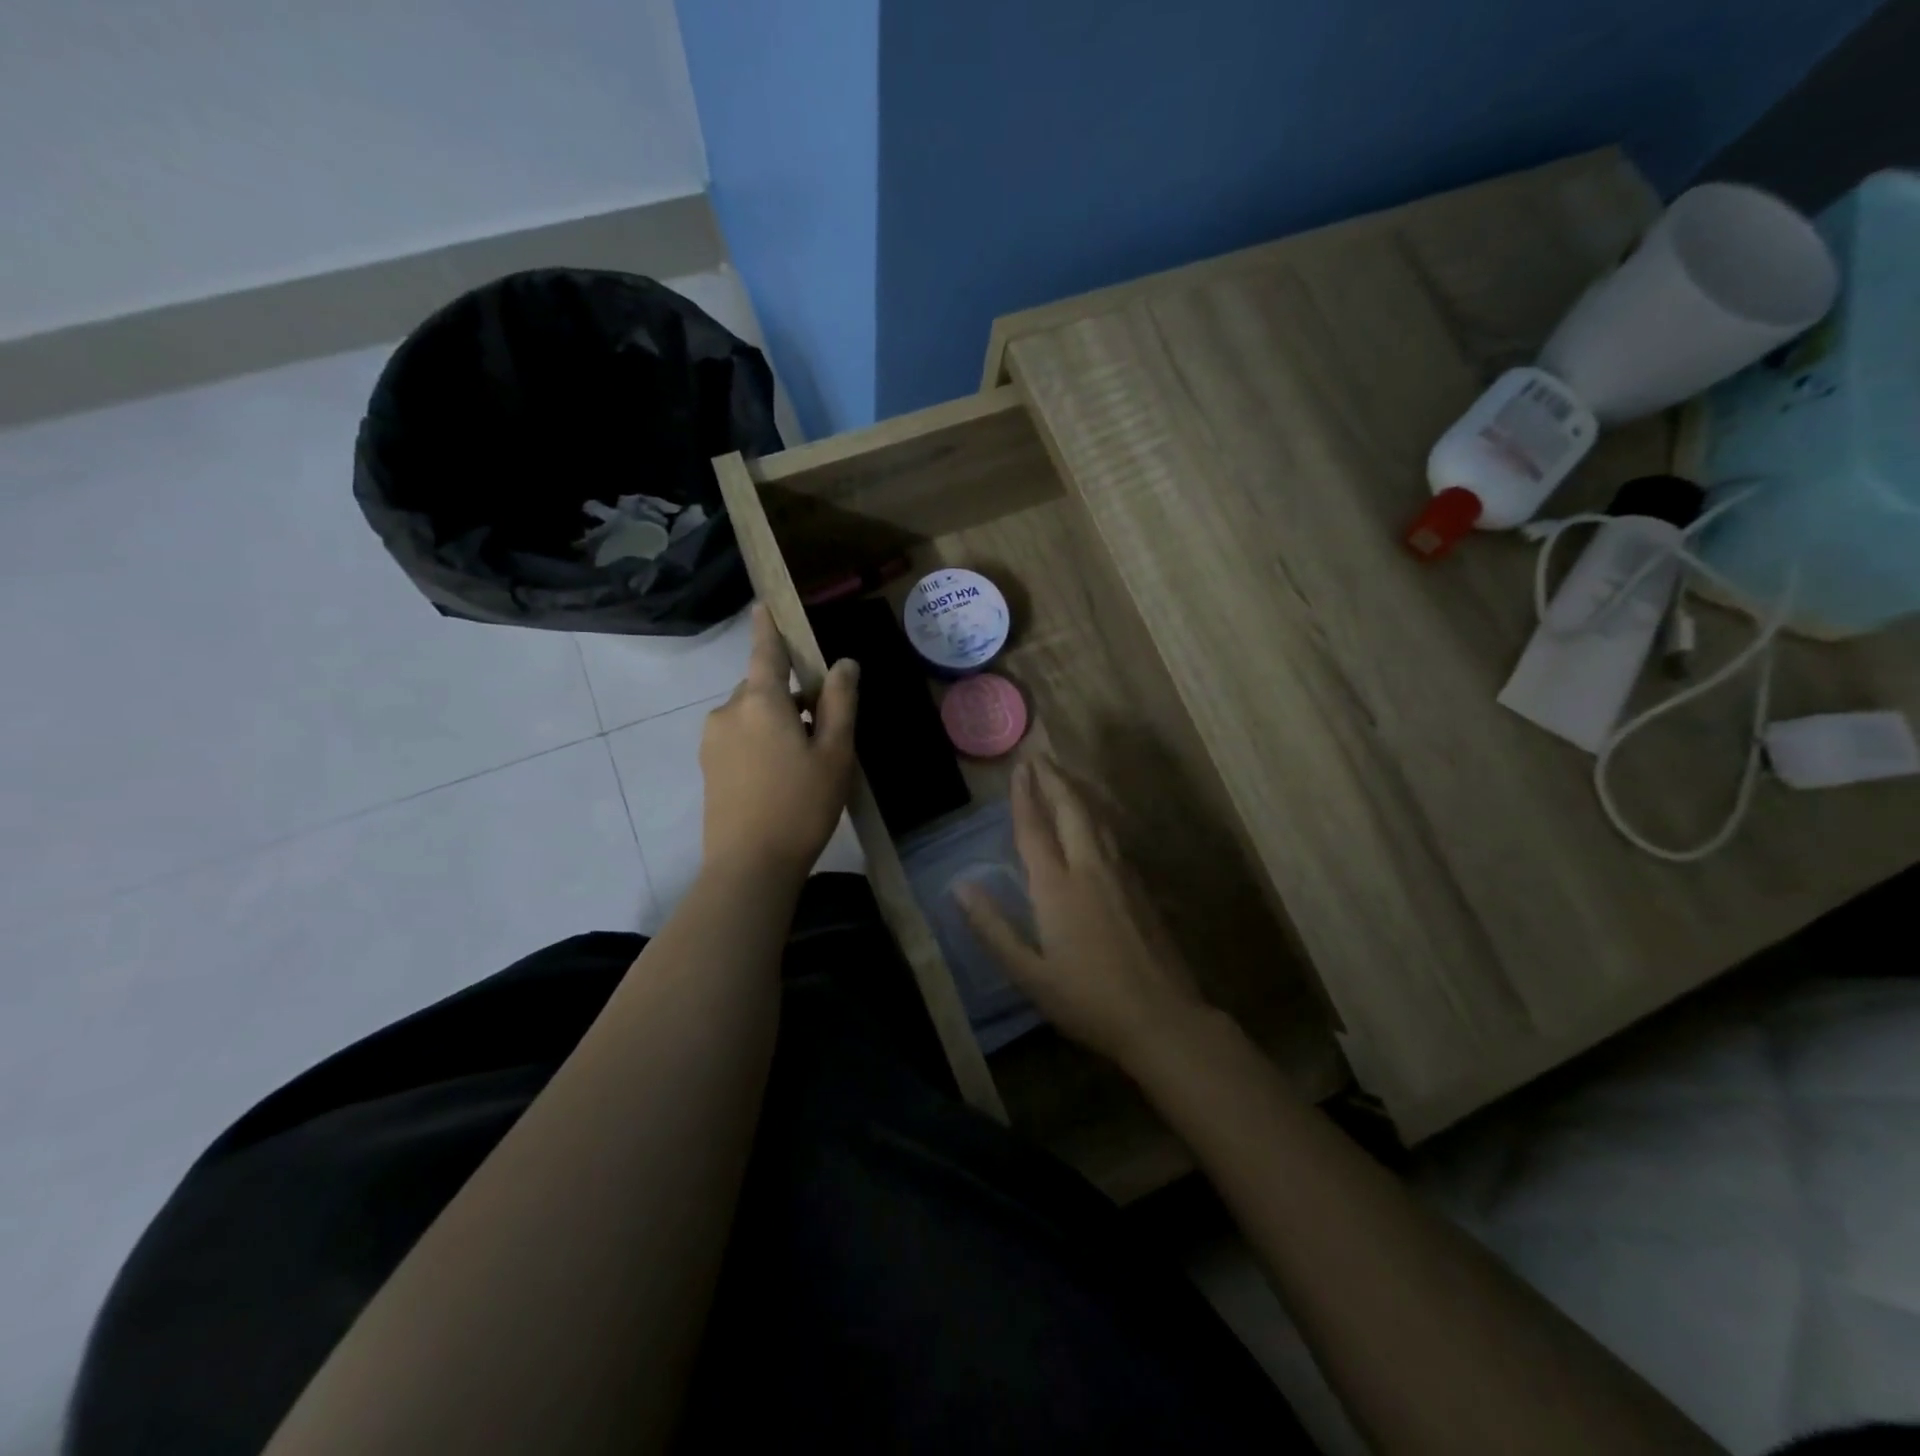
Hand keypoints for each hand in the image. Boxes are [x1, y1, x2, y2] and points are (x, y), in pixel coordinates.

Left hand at [700, 606, 859, 877]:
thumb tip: (844, 664)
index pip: (765, 651)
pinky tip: (780, 778)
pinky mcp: (708, 766)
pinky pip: (739, 737)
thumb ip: (840, 703)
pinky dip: (761, 742)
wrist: (750, 866)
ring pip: (752, 715)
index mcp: (761, 701)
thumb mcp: (835, 752)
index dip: (767, 626)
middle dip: (791, 697)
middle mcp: (729, 711)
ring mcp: (713, 740)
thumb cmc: (801, 805)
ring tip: (805, 763)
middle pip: (764, 688)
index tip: (763, 604)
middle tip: (824, 733)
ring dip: (777, 723)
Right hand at [959, 757, 1207, 1068]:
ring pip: (1098, 819)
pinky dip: (1097, 817)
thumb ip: (993, 928)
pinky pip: (1114, 838)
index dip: (1024, 797)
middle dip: (1054, 779)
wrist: (1163, 1019)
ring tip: (1064, 776)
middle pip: (1071, 810)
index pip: (1035, 830)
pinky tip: (1096, 823)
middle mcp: (1090, 869)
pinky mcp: (1141, 888)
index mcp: (1057, 888)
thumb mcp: (1029, 974)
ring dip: (1078, 792)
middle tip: (1040, 756)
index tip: (1018, 768)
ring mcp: (1121, 876)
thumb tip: (961, 886)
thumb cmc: (1088, 1001)